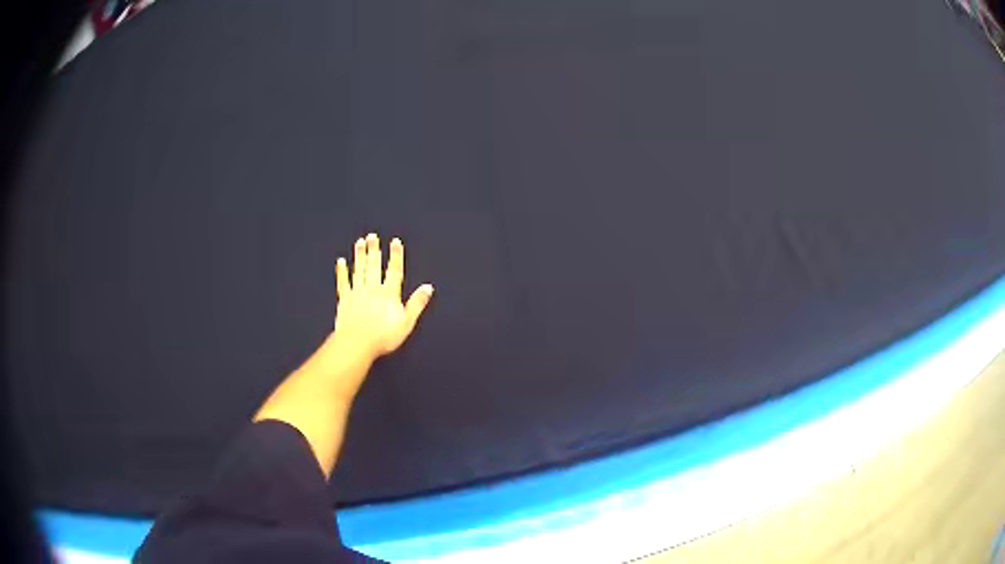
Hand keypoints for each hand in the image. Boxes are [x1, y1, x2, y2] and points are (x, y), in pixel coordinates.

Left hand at [333, 233, 433, 362]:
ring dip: (359, 255)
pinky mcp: (345, 300)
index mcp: (389, 294)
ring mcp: (357, 293)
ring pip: (359, 270)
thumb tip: (428, 288)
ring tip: (360, 242)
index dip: (396, 255)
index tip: (395, 242)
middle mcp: (372, 289)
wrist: (358, 343)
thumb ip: (416, 304)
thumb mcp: (406, 322)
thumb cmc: (383, 336)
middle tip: (373, 236)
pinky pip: (343, 282)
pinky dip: (342, 271)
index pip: (394, 270)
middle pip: (374, 266)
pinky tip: (341, 262)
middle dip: (374, 250)